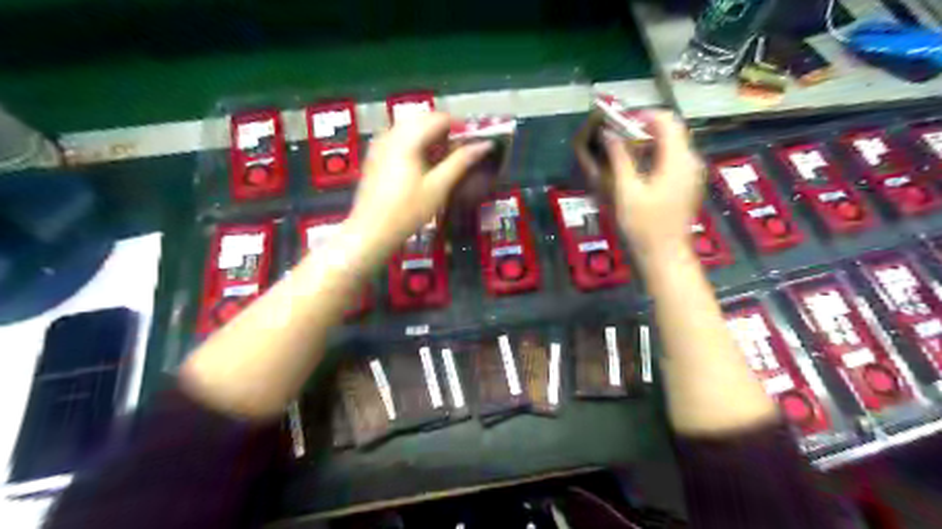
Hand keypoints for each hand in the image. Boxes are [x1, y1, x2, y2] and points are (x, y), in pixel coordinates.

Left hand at [345, 111, 494, 269]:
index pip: (439, 118)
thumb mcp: (438, 187)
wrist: (371, 231)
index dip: (460, 127)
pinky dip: (416, 145)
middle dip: (445, 133)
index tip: (474, 144)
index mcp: (407, 138)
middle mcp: (391, 134)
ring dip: (431, 139)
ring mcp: (380, 143)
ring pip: (411, 128)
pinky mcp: (375, 155)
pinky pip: (400, 139)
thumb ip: (461, 162)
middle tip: (460, 155)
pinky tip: (422, 166)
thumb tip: (485, 144)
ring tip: (443, 162)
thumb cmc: (407, 211)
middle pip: (424, 120)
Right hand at [604, 109, 705, 264]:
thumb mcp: (627, 191)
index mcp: (678, 160)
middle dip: (644, 128)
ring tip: (624, 154)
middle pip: (671, 130)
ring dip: (649, 142)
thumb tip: (608, 133)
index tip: (620, 124)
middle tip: (618, 139)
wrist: (664, 254)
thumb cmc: (644, 225)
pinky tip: (638, 170)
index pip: (666, 120)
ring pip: (672, 144)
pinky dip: (656, 155)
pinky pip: (674, 158)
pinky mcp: (688, 183)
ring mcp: (692, 173)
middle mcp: (690, 160)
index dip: (643, 116)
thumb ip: (619, 158)